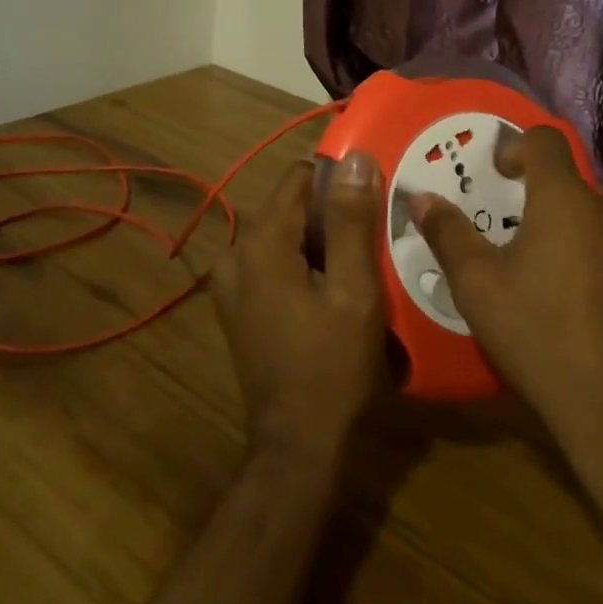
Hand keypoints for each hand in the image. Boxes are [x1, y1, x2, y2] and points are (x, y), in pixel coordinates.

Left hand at [211, 154, 386, 460]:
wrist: (297, 445)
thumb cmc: (332, 366)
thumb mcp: (353, 290)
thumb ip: (351, 221)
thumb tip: (355, 158)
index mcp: (261, 241)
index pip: (300, 178)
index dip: (339, 185)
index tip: (371, 205)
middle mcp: (236, 251)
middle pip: (291, 206)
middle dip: (330, 217)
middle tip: (371, 244)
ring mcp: (230, 280)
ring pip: (284, 234)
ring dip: (317, 243)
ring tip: (356, 268)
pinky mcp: (236, 304)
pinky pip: (272, 261)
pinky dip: (300, 264)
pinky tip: (329, 293)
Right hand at [412, 127, 602, 453]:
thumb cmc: (542, 342)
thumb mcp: (478, 289)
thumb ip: (448, 234)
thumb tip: (421, 198)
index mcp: (568, 201)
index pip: (545, 141)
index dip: (518, 148)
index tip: (502, 176)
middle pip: (579, 192)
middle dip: (553, 211)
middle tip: (532, 256)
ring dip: (593, 242)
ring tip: (575, 292)